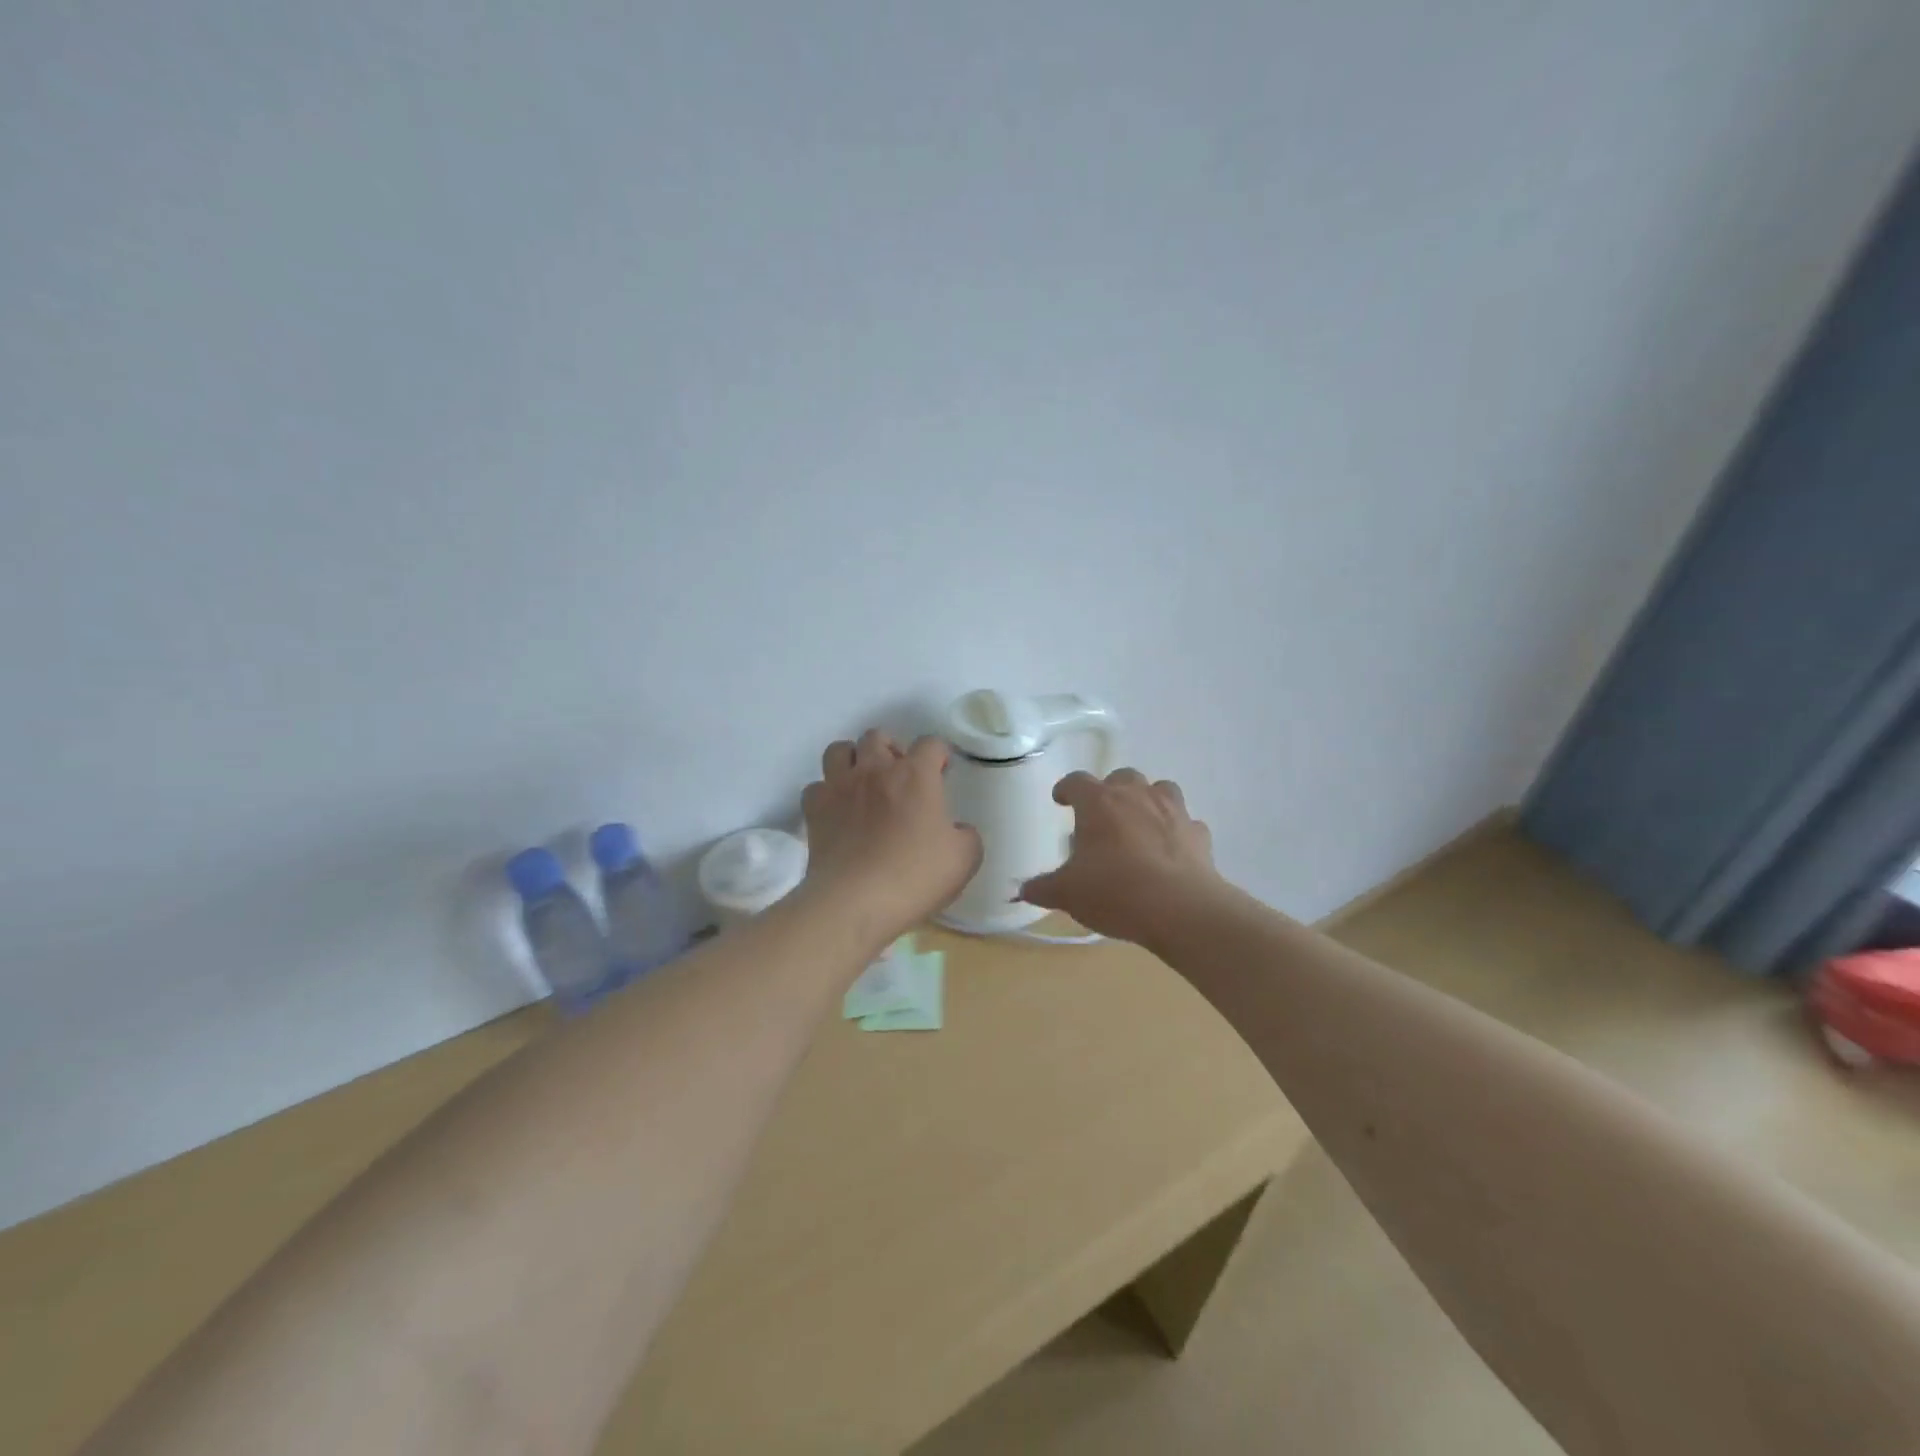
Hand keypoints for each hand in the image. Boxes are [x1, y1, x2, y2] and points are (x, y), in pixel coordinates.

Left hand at [800, 730, 982, 947]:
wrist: (854, 903)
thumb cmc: (914, 877)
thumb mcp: (965, 859)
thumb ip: (967, 835)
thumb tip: (957, 829)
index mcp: (915, 775)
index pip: (930, 743)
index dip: (939, 754)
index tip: (942, 773)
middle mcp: (875, 770)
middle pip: (878, 736)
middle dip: (892, 750)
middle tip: (900, 777)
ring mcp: (839, 787)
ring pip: (840, 750)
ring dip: (854, 760)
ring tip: (864, 784)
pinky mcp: (814, 810)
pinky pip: (817, 787)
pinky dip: (827, 794)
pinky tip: (838, 812)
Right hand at [1017, 768, 1222, 947]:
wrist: (1180, 909)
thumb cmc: (1114, 892)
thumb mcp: (1067, 894)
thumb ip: (1043, 888)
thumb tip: (1022, 890)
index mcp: (1099, 802)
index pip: (1076, 781)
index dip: (1066, 789)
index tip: (1060, 800)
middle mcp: (1136, 796)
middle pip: (1121, 777)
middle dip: (1110, 791)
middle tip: (1102, 816)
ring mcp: (1172, 811)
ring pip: (1161, 789)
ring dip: (1148, 800)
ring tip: (1140, 824)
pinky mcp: (1198, 833)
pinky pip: (1186, 823)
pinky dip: (1177, 831)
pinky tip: (1170, 850)